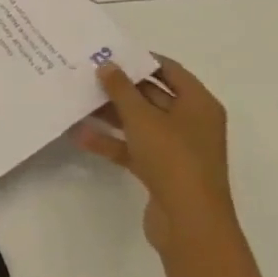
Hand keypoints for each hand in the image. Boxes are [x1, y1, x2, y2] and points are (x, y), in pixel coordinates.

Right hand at [73, 54, 233, 253]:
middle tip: (87, 73)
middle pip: (152, 96)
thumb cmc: (173, 158)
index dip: (141, 59)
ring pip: (140, 123)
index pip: (169, 70)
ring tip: (78, 100)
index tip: (110, 52)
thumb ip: (121, 88)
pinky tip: (81, 135)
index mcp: (199, 105)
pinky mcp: (162, 172)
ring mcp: (177, 149)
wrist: (190, 224)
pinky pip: (133, 148)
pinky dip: (111, 141)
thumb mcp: (142, 117)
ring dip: (111, 114)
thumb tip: (107, 65)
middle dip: (120, 87)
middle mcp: (191, 123)